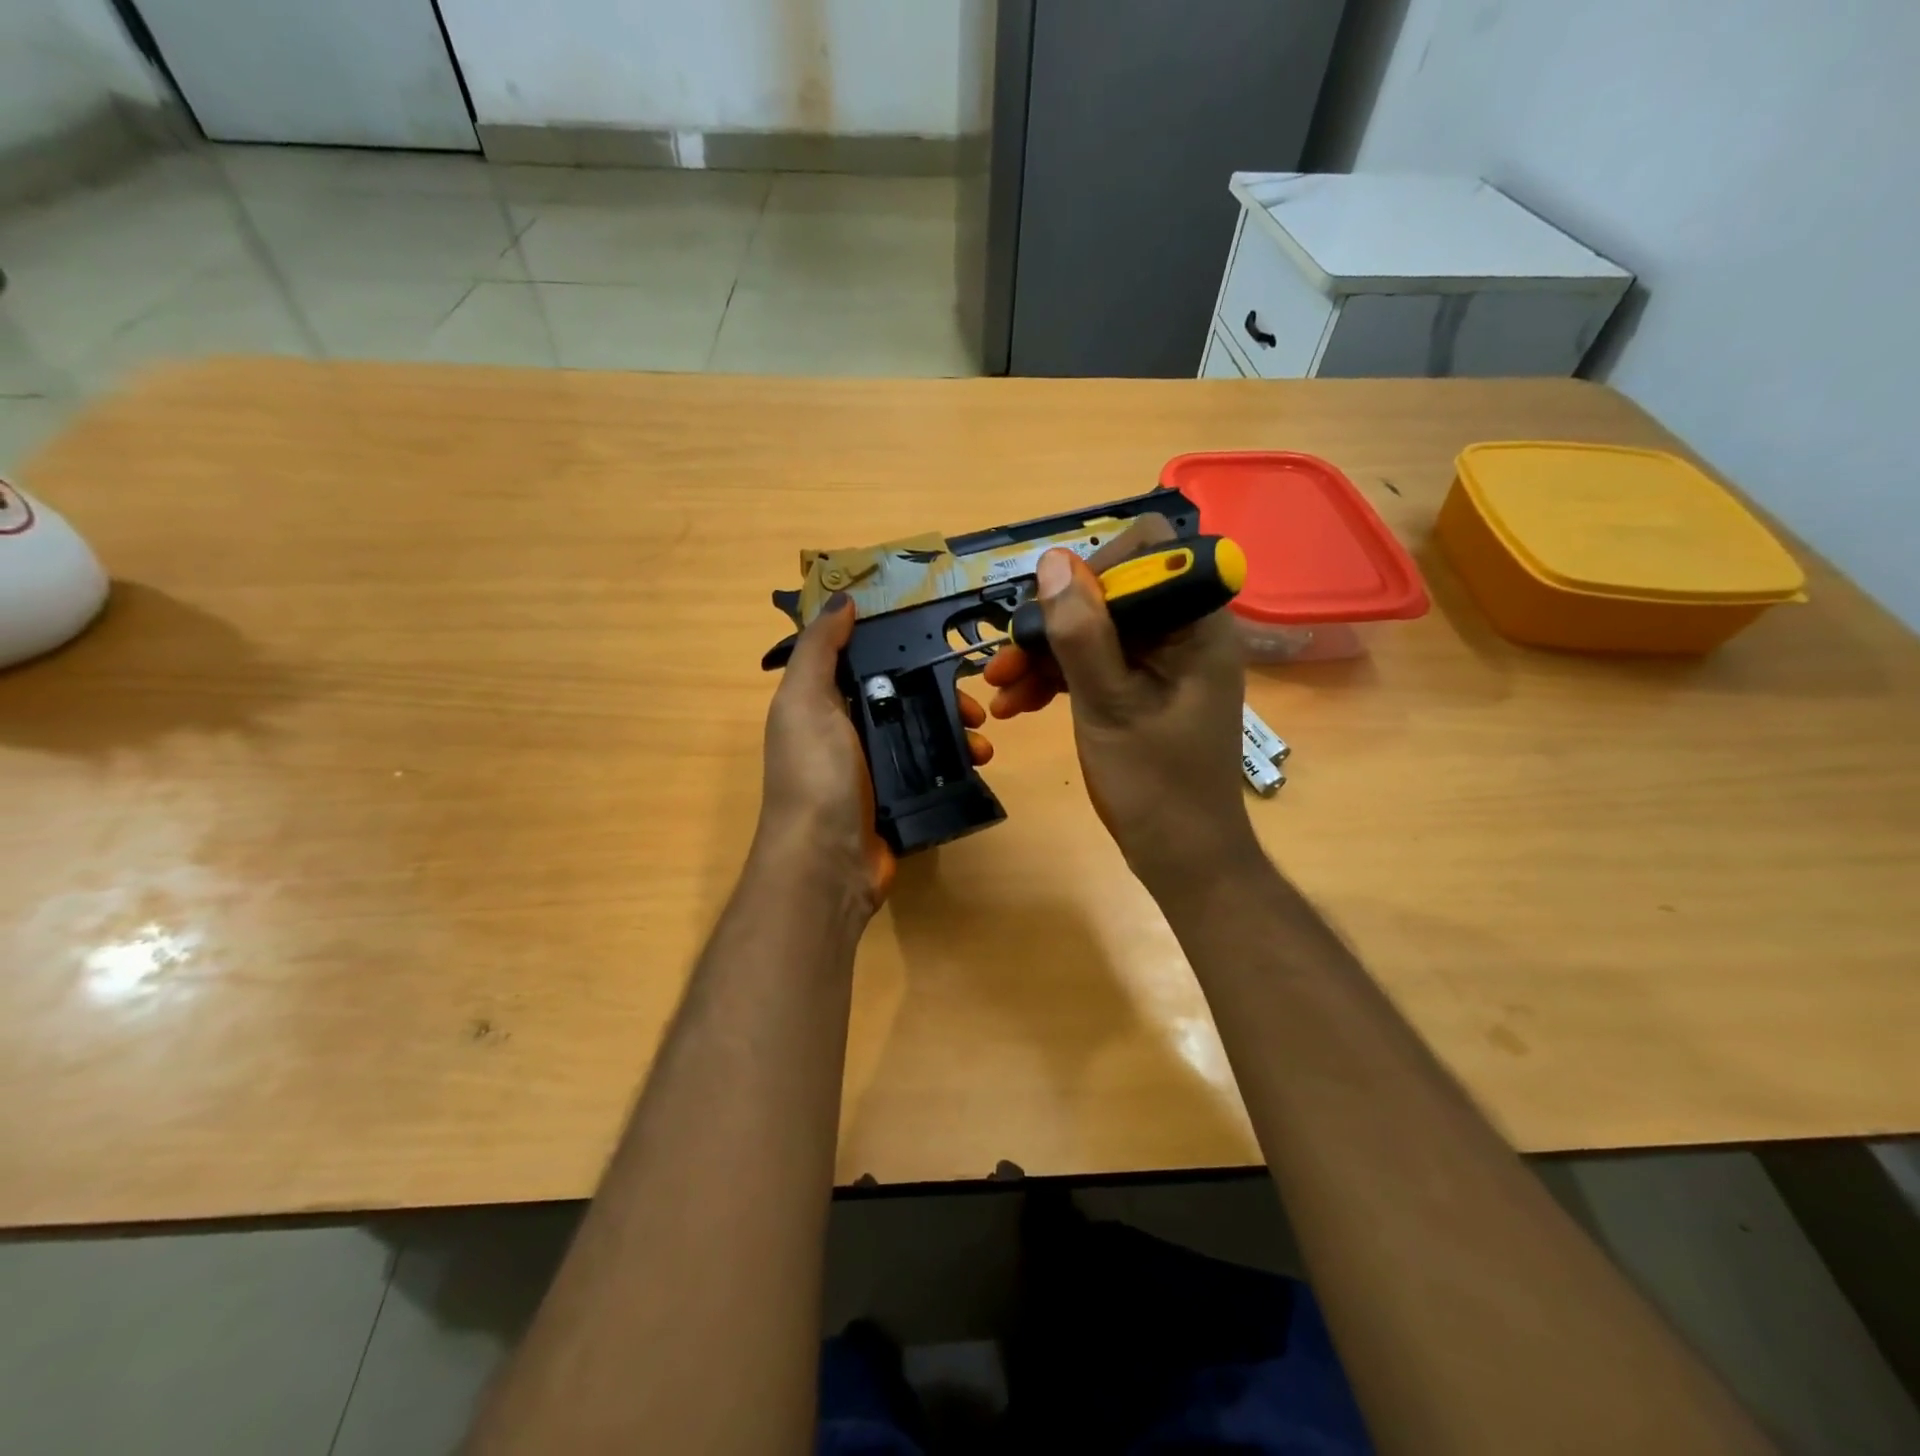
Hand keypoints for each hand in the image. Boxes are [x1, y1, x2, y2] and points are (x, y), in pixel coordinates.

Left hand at [759, 594, 992, 917]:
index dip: (901, 647)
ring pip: (924, 733)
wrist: (826, 862)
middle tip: (975, 700)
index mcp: (823, 704)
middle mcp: (848, 732)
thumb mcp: (805, 700)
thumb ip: (819, 649)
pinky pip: (933, 769)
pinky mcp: (899, 799)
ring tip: (983, 737)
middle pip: (904, 697)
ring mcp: (875, 768)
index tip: (943, 638)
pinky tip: (979, 762)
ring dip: (957, 728)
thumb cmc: (814, 773)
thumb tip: (842, 601)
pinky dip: (958, 762)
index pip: (867, 662)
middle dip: (942, 693)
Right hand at [982, 516, 1258, 897]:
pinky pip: (1095, 665)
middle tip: (1005, 660)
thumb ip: (1081, 633)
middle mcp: (1182, 632)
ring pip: (1095, 632)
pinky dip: (1057, 680)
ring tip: (998, 690)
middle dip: (1053, 624)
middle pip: (1110, 594)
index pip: (1149, 551)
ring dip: (1044, 656)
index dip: (1096, 569)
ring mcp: (1161, 663)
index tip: (1054, 611)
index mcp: (1196, 623)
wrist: (1182, 857)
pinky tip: (1017, 705)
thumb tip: (1053, 561)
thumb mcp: (1109, 704)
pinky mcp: (1142, 689)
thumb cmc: (1155, 784)